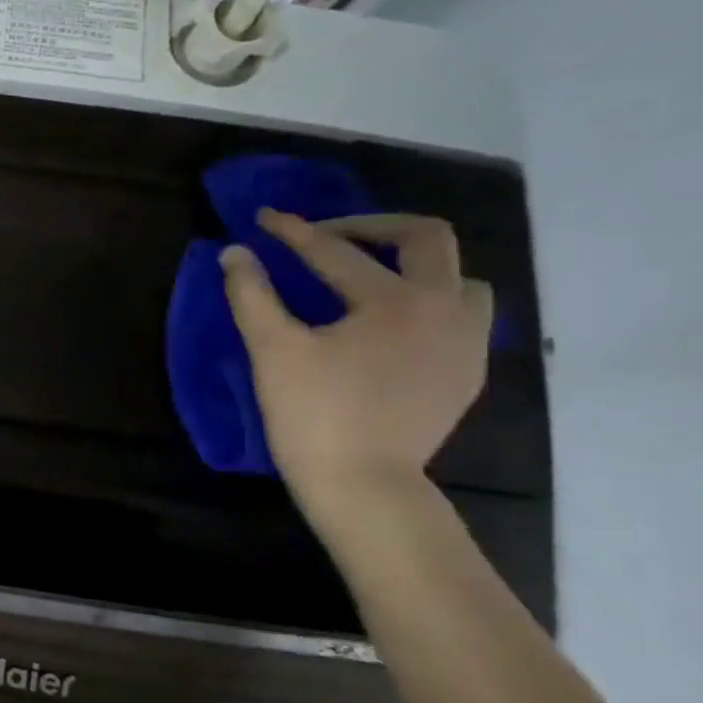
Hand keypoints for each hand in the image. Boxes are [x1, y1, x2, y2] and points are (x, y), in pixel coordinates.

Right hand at [220, 210, 493, 506]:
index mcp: (394, 301)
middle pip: (426, 239)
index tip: (264, 218)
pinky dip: (430, 301)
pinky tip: (393, 321)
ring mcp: (465, 342)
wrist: (363, 484)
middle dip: (372, 227)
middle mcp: (444, 309)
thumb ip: (251, 295)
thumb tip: (235, 253)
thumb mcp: (272, 350)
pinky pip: (463, 315)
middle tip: (327, 237)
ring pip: (459, 276)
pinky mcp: (467, 371)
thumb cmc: (312, 414)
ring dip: (415, 264)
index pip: (335, 252)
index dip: (293, 232)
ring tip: (372, 277)